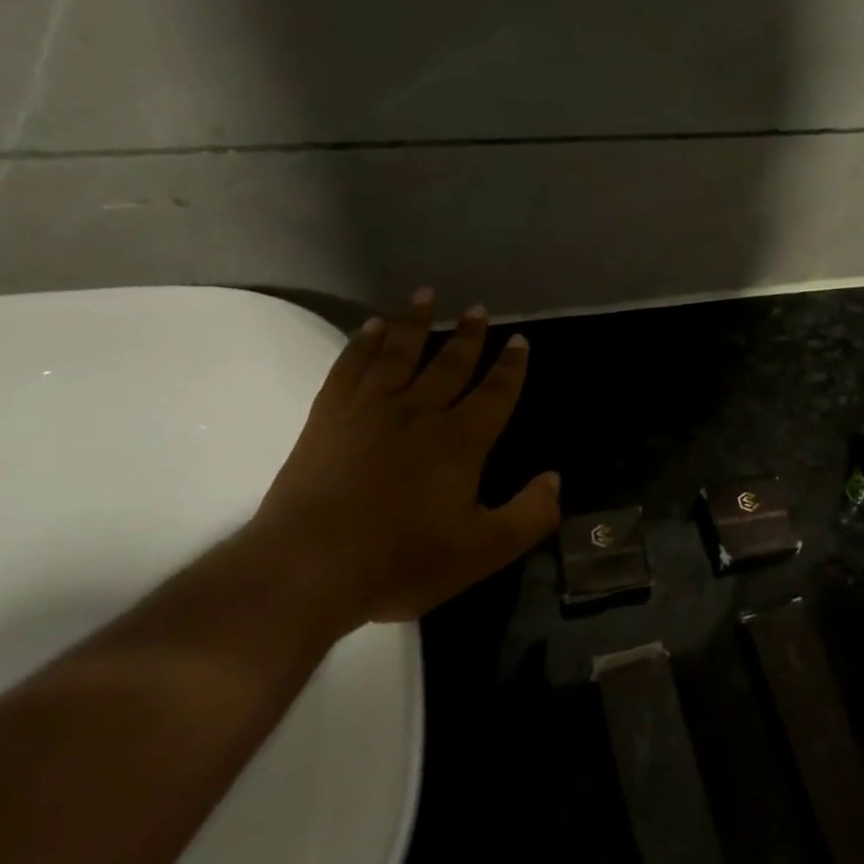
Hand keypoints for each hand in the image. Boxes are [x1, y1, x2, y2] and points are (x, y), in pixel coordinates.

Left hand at [251, 290, 560, 630]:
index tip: (519, 341)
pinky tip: (369, 327)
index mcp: (461, 441)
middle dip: (467, 336)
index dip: (511, 367)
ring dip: (414, 322)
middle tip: (477, 309)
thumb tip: (555, 478)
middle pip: (449, 364)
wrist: (309, 569)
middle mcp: (419, 413)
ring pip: (398, 353)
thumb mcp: (485, 550)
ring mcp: (369, 410)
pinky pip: (349, 367)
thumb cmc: (403, 561)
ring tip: (425, 295)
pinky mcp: (328, 418)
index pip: (495, 393)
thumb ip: (530, 515)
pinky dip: (361, 344)